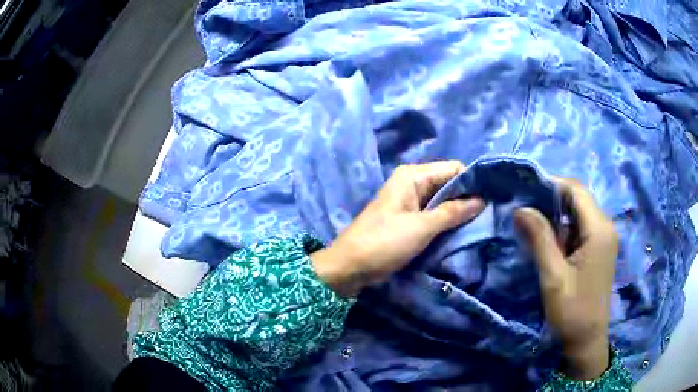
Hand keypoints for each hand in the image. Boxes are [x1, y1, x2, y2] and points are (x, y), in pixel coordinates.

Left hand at [312, 161, 484, 297]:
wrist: (349, 267)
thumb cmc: (384, 243)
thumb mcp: (422, 227)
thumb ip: (453, 211)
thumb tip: (482, 199)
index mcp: (413, 176)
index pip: (453, 169)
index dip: (473, 181)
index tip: (493, 197)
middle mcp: (412, 183)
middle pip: (449, 184)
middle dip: (468, 198)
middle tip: (490, 214)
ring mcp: (410, 201)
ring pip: (443, 200)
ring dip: (459, 211)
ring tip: (481, 223)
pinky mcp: (408, 219)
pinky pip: (434, 214)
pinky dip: (447, 221)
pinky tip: (462, 231)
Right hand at [515, 177, 618, 379]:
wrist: (587, 340)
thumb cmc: (572, 311)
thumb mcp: (553, 277)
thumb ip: (540, 239)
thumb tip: (521, 208)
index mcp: (599, 229)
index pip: (576, 190)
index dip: (551, 184)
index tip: (525, 189)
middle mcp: (606, 226)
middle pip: (578, 198)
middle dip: (552, 199)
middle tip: (526, 208)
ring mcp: (604, 237)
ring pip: (578, 212)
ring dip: (557, 215)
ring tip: (533, 223)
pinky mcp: (600, 248)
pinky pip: (581, 227)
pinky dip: (564, 228)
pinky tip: (550, 241)